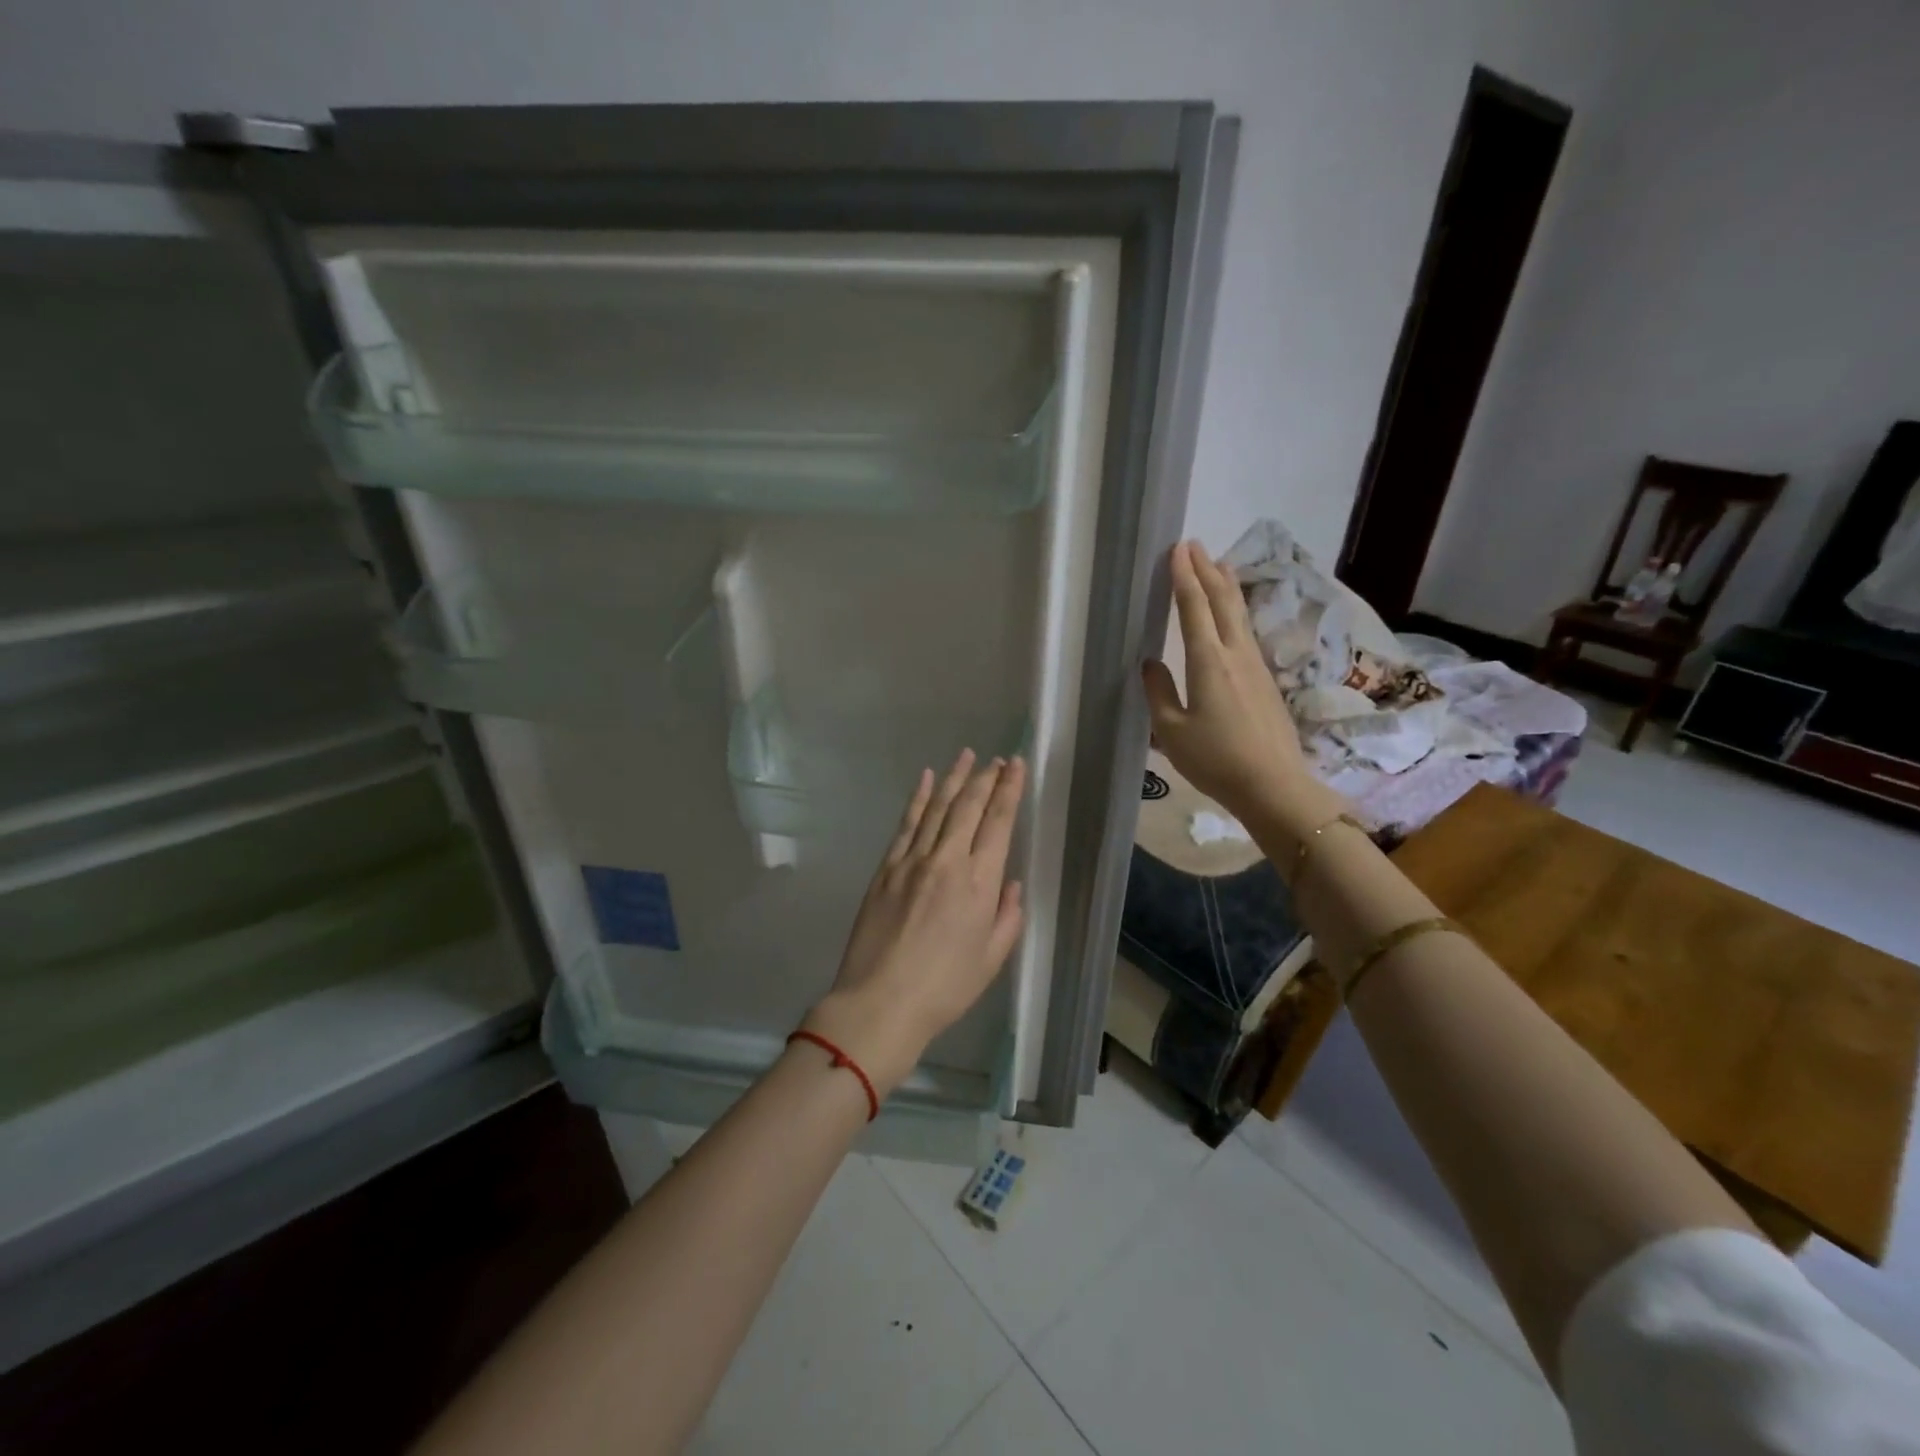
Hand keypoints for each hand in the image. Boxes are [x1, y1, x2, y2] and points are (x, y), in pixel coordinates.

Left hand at [804, 750, 1026, 1097]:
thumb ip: (1007, 917)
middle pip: (968, 806)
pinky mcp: (886, 868)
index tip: (1016, 766)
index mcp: (979, 883)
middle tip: (998, 759)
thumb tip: (1010, 884)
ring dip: (953, 778)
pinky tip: (925, 779)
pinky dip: (917, 798)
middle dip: (986, 778)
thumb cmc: (945, 988)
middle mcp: (947, 861)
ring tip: (967, 755)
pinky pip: (905, 824)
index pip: (998, 823)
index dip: (1009, 790)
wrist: (881, 1002)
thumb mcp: (991, 959)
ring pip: (936, 808)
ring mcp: (912, 861)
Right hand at [1142, 541, 1343, 837]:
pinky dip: (1235, 610)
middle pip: (1223, 601)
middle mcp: (1235, 654)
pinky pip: (1246, 631)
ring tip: (1219, 564)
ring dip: (1226, 586)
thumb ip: (1158, 692)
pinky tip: (1233, 614)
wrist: (1273, 785)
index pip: (1194, 608)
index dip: (1184, 577)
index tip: (1177, 549)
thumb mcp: (1171, 731)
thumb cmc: (1215, 760)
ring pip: (1239, 614)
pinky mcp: (1265, 680)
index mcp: (1207, 662)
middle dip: (1207, 570)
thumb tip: (1150, 663)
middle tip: (1195, 545)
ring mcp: (1255, 665)